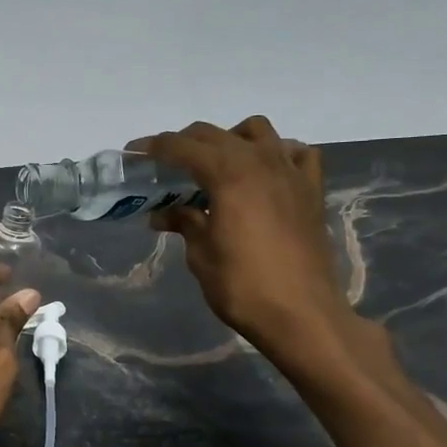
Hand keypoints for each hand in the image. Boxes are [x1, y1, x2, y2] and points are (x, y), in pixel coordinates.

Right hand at [133, 117, 371, 377]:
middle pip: (214, 135)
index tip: (134, 152)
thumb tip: (162, 214)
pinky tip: (265, 173)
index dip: (154, 147)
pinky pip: (295, 153)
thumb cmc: (243, 287)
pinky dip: (277, 153)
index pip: (182, 147)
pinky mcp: (311, 190)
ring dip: (230, 139)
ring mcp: (290, 172)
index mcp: (228, 174)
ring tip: (217, 165)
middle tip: (164, 164)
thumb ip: (185, 223)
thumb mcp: (202, 255)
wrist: (302, 315)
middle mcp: (260, 161)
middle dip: (185, 143)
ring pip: (257, 131)